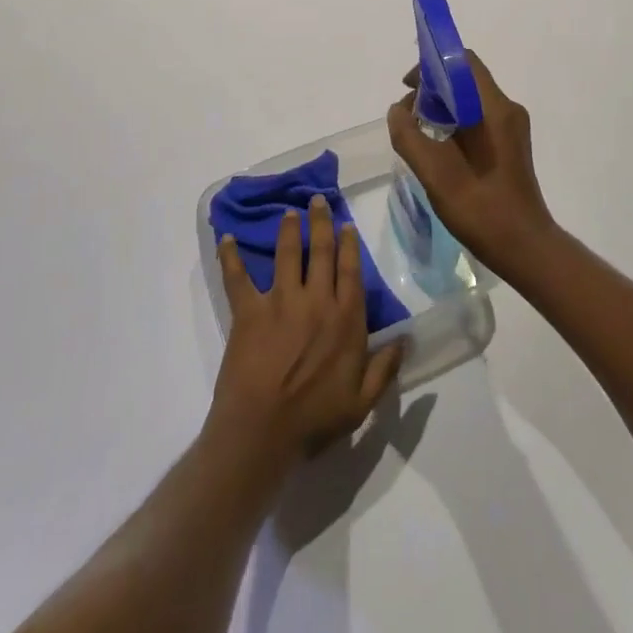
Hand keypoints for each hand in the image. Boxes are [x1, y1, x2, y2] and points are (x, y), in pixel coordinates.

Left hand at [210, 198, 401, 466]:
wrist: (262, 432)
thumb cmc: (315, 419)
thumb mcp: (362, 402)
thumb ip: (385, 368)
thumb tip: (406, 339)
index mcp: (345, 319)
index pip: (350, 270)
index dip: (349, 245)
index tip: (347, 225)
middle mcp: (316, 300)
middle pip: (321, 252)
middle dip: (321, 223)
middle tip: (317, 200)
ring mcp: (280, 302)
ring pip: (287, 255)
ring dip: (288, 230)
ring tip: (289, 211)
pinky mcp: (249, 312)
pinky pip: (237, 279)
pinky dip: (230, 257)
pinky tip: (226, 239)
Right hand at [386, 51, 558, 280]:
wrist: (524, 247)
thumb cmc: (480, 207)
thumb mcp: (434, 172)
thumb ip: (409, 135)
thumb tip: (398, 111)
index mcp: (494, 108)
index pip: (463, 62)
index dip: (431, 65)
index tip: (408, 87)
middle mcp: (507, 110)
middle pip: (466, 79)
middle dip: (433, 88)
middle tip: (407, 114)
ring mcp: (512, 128)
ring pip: (471, 100)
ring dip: (442, 107)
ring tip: (418, 132)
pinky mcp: (510, 145)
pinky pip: (479, 119)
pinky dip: (455, 123)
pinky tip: (438, 148)